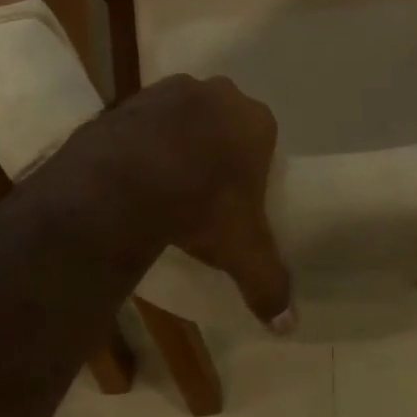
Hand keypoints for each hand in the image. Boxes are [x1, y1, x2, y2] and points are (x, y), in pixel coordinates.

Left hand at [81, 75, 293, 330]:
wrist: (127, 182)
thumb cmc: (203, 207)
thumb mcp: (241, 251)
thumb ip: (268, 282)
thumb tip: (288, 326)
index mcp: (255, 121)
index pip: (262, 139)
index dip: (249, 166)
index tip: (233, 196)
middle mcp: (220, 95)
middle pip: (224, 119)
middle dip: (215, 145)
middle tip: (199, 187)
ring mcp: (173, 90)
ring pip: (184, 112)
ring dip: (177, 136)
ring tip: (161, 180)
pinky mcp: (132, 96)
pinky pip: (145, 117)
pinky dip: (142, 136)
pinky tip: (131, 169)